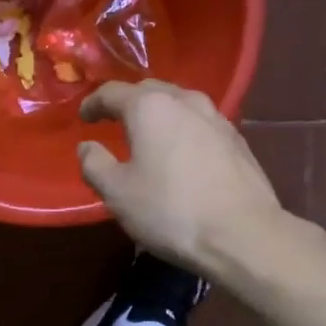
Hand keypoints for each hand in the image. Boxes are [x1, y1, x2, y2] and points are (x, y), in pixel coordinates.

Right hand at [77, 80, 284, 275]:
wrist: (242, 234)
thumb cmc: (170, 210)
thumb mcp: (117, 193)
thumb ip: (94, 164)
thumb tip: (87, 147)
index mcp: (150, 107)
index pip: (112, 92)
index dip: (93, 103)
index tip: (83, 117)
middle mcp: (185, 101)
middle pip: (150, 90)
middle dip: (128, 102)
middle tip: (113, 120)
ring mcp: (216, 118)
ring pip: (179, 103)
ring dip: (159, 113)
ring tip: (149, 132)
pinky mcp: (237, 140)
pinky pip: (200, 122)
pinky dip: (183, 128)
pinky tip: (182, 150)